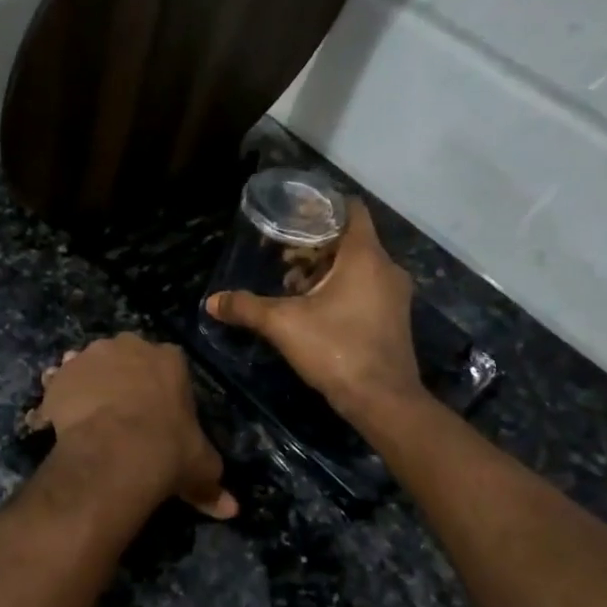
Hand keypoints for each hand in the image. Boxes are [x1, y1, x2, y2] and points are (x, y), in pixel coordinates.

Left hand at [25, 334, 236, 518]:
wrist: (114, 453)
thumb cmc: (168, 450)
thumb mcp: (201, 467)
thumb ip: (213, 484)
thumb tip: (232, 510)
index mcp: (170, 358)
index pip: (168, 365)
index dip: (161, 388)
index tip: (157, 413)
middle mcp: (129, 346)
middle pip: (126, 358)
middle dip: (122, 379)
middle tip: (122, 415)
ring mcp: (90, 357)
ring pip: (89, 367)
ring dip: (88, 384)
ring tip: (87, 418)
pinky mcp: (60, 376)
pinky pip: (59, 385)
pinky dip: (58, 400)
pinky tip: (58, 423)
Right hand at [205, 199, 423, 424]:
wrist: (383, 401)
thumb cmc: (337, 349)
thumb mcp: (284, 325)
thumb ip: (247, 308)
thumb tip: (211, 302)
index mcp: (365, 256)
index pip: (351, 209)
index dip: (323, 205)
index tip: (295, 212)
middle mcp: (386, 267)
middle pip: (350, 239)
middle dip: (315, 244)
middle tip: (282, 254)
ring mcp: (394, 294)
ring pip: (358, 266)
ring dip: (327, 269)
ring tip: (292, 284)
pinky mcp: (394, 317)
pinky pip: (367, 287)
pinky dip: (342, 288)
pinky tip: (315, 308)